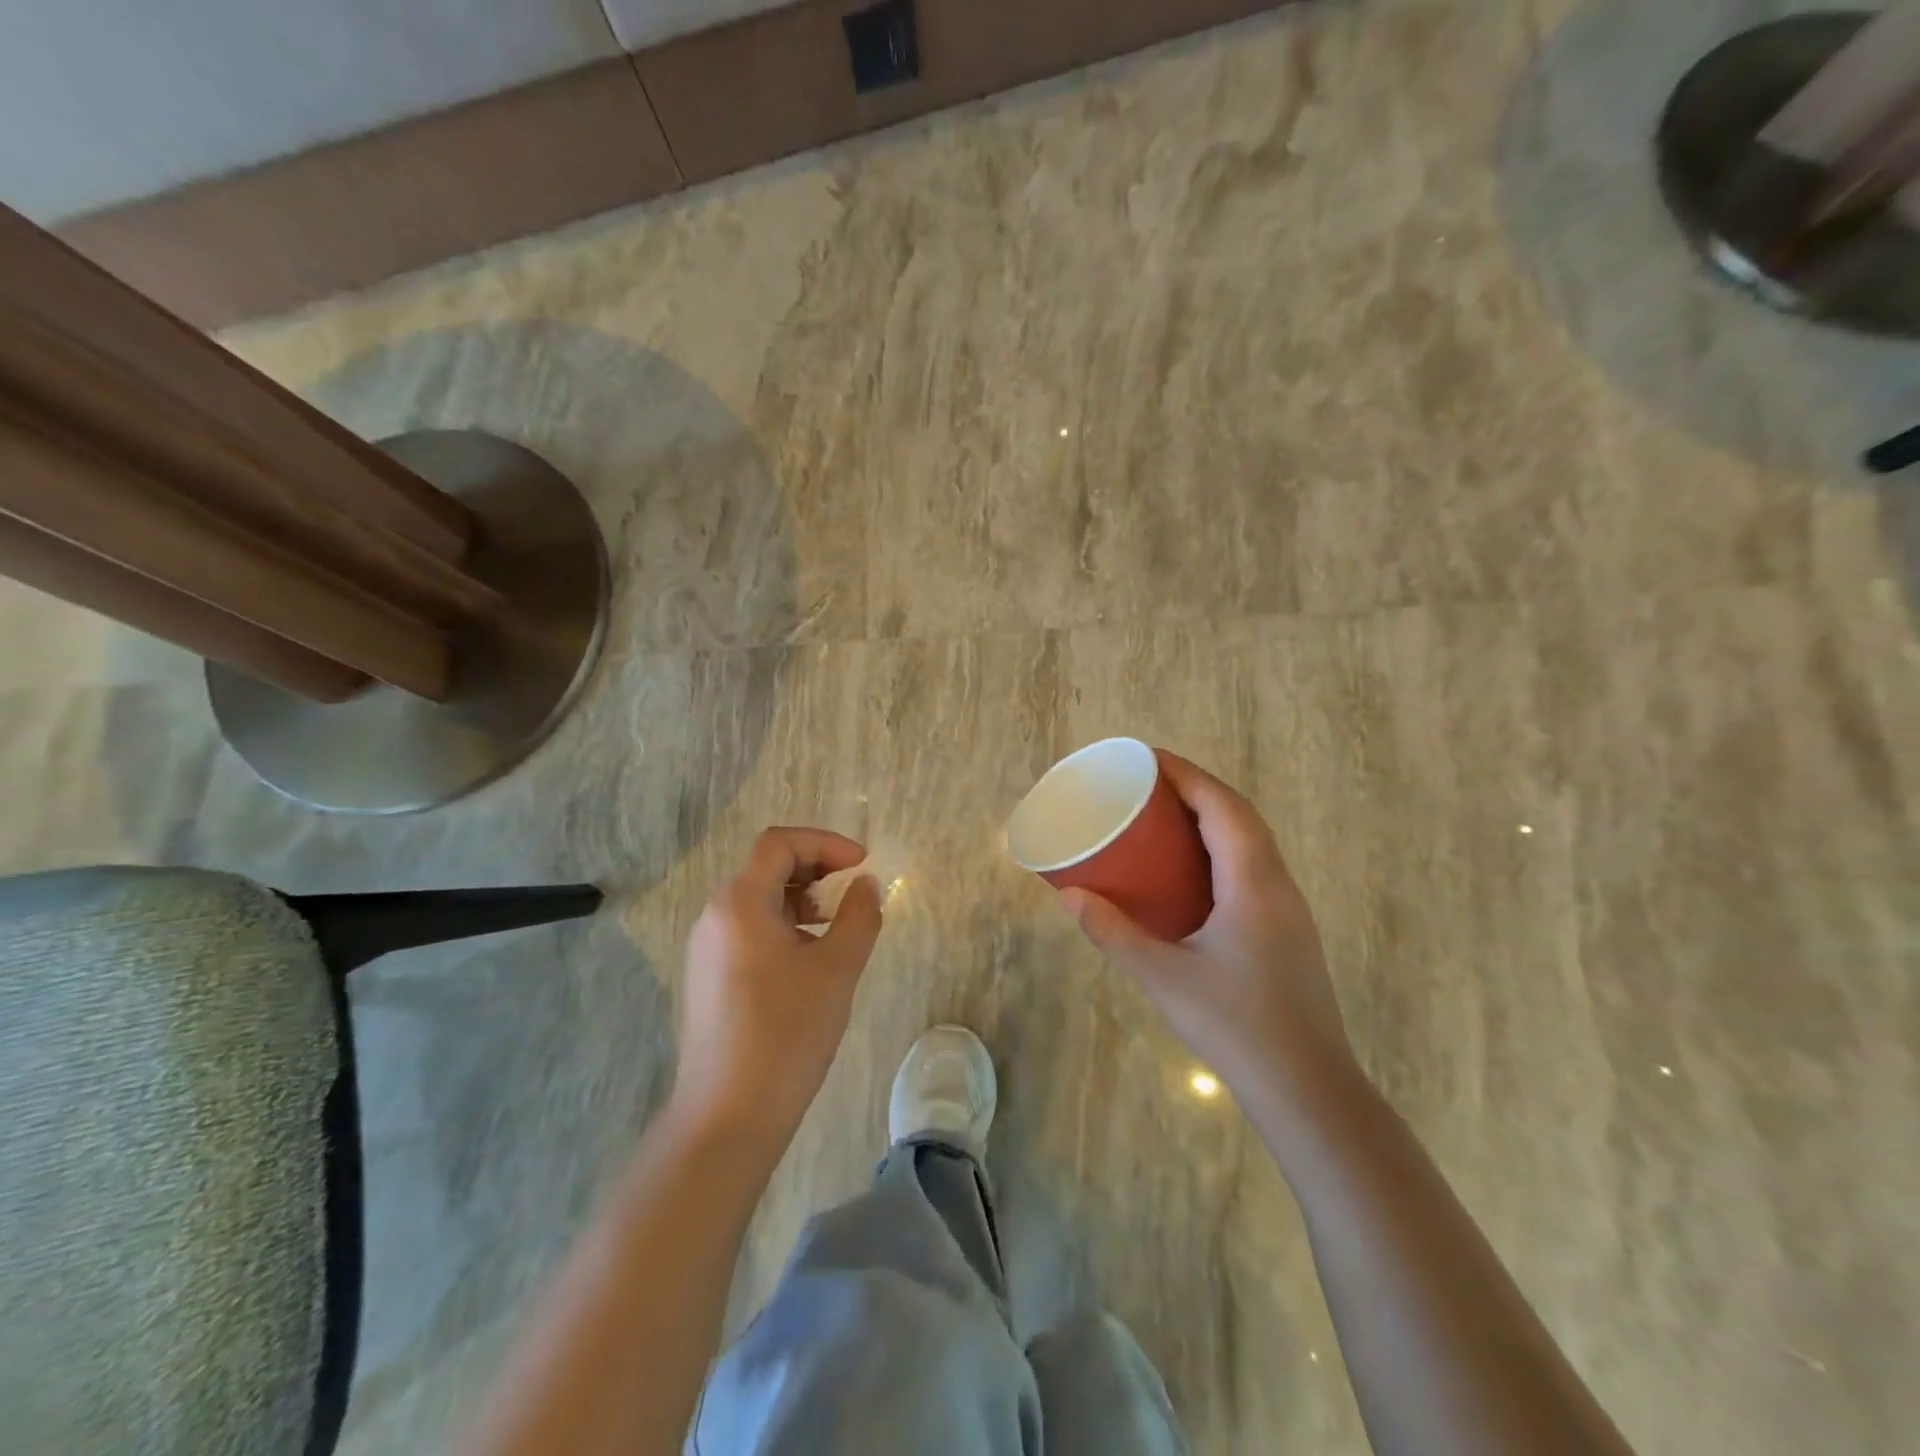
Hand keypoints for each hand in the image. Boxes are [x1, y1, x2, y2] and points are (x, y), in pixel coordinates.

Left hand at [671, 828, 883, 1152]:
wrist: (727, 1117)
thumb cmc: (786, 1033)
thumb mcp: (837, 968)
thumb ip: (859, 915)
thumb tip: (865, 884)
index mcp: (739, 903)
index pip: (780, 843)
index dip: (825, 843)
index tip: (862, 865)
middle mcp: (715, 916)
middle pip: (767, 868)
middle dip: (816, 869)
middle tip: (853, 893)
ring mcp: (707, 949)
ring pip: (759, 901)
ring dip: (802, 899)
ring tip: (836, 928)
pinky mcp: (709, 978)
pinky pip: (749, 931)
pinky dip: (784, 926)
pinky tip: (809, 961)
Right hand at [1059, 752, 1352, 1097]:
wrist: (1307, 1089)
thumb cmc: (1235, 1024)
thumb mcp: (1162, 976)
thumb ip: (1113, 932)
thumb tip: (1069, 897)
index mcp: (1252, 882)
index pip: (1222, 806)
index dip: (1186, 774)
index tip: (1146, 758)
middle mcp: (1277, 884)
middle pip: (1240, 815)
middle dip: (1196, 789)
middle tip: (1147, 784)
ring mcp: (1288, 908)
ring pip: (1251, 841)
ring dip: (1212, 817)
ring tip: (1164, 816)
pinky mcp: (1286, 930)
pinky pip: (1253, 866)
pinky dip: (1221, 848)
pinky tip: (1192, 871)